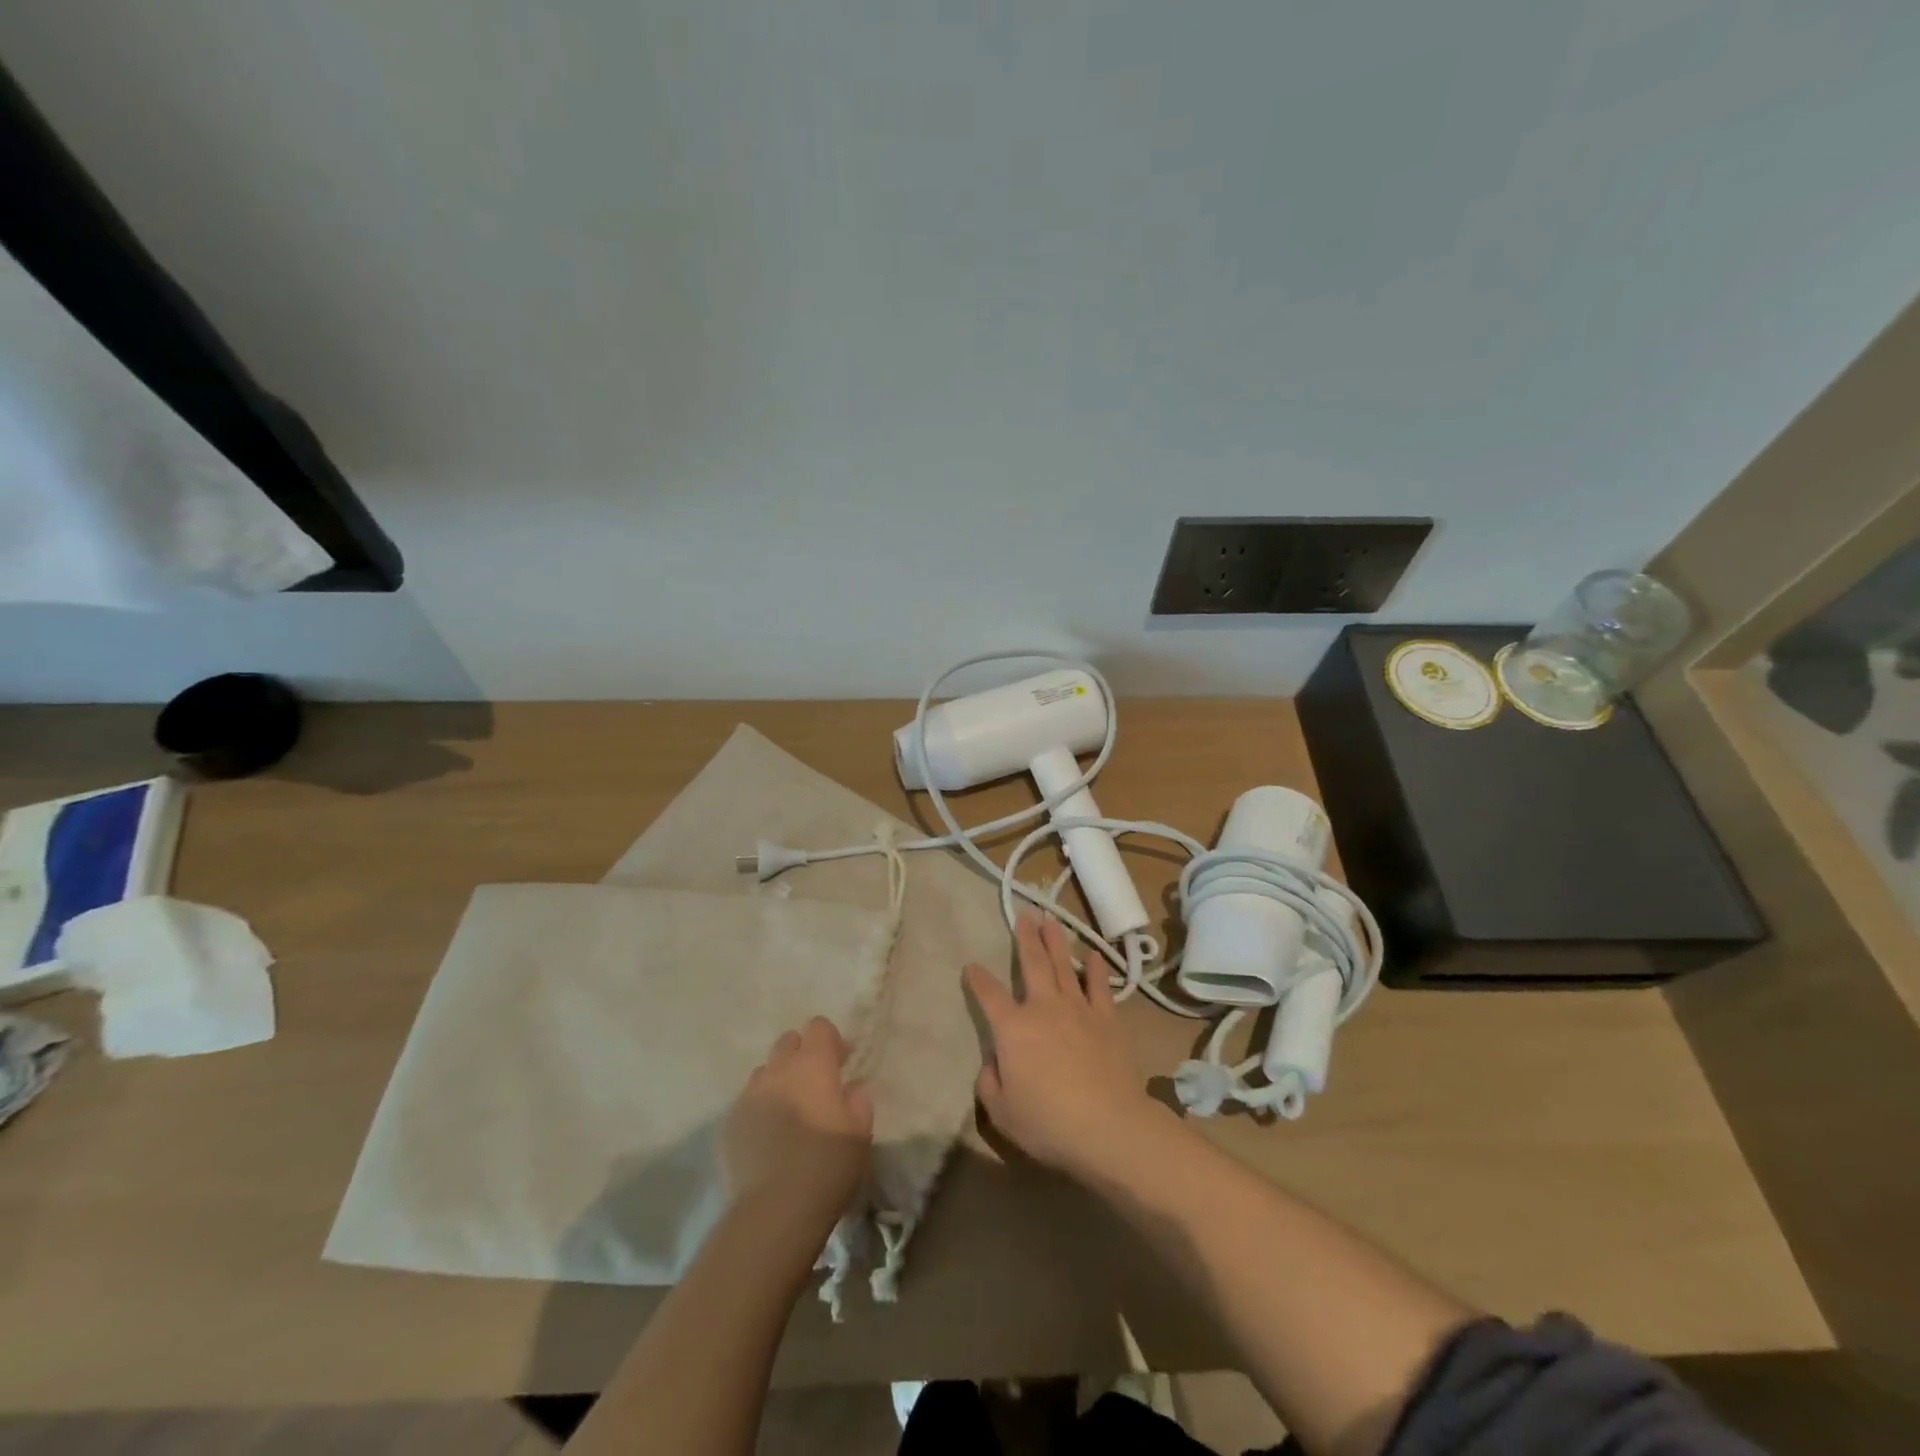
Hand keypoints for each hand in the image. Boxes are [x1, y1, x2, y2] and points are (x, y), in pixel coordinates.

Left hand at [721, 1017, 873, 1226]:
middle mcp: (778, 1070)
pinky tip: (767, 1138)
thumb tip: (849, 1089)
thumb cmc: (827, 1165)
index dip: (830, 1041)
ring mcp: (748, 1095)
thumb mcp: (861, 1132)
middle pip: (788, 1042)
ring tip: (788, 1112)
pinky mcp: (728, 1123)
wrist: (774, 1211)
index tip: (840, 1063)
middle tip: (815, 1085)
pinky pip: (746, 1102)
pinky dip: (759, 1109)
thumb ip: (858, 1101)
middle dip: (802, 1054)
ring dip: (778, 1081)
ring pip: (764, 1072)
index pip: (819, 1026)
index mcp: (813, 1065)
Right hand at [965, 911, 1165, 1181]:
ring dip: (1056, 942)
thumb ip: (990, 1082)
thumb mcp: (1001, 1111)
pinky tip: (1094, 956)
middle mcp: (1043, 1008)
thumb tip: (994, 1062)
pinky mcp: (1107, 1019)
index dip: (978, 980)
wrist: (1107, 1125)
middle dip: (1026, 937)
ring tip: (1051, 921)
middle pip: (1032, 964)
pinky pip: (1100, 987)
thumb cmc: (1047, 1122)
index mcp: (1013, 1028)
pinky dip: (1096, 969)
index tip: (971, 965)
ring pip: (1064, 966)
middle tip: (1024, 914)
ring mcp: (1078, 1009)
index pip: (989, 996)